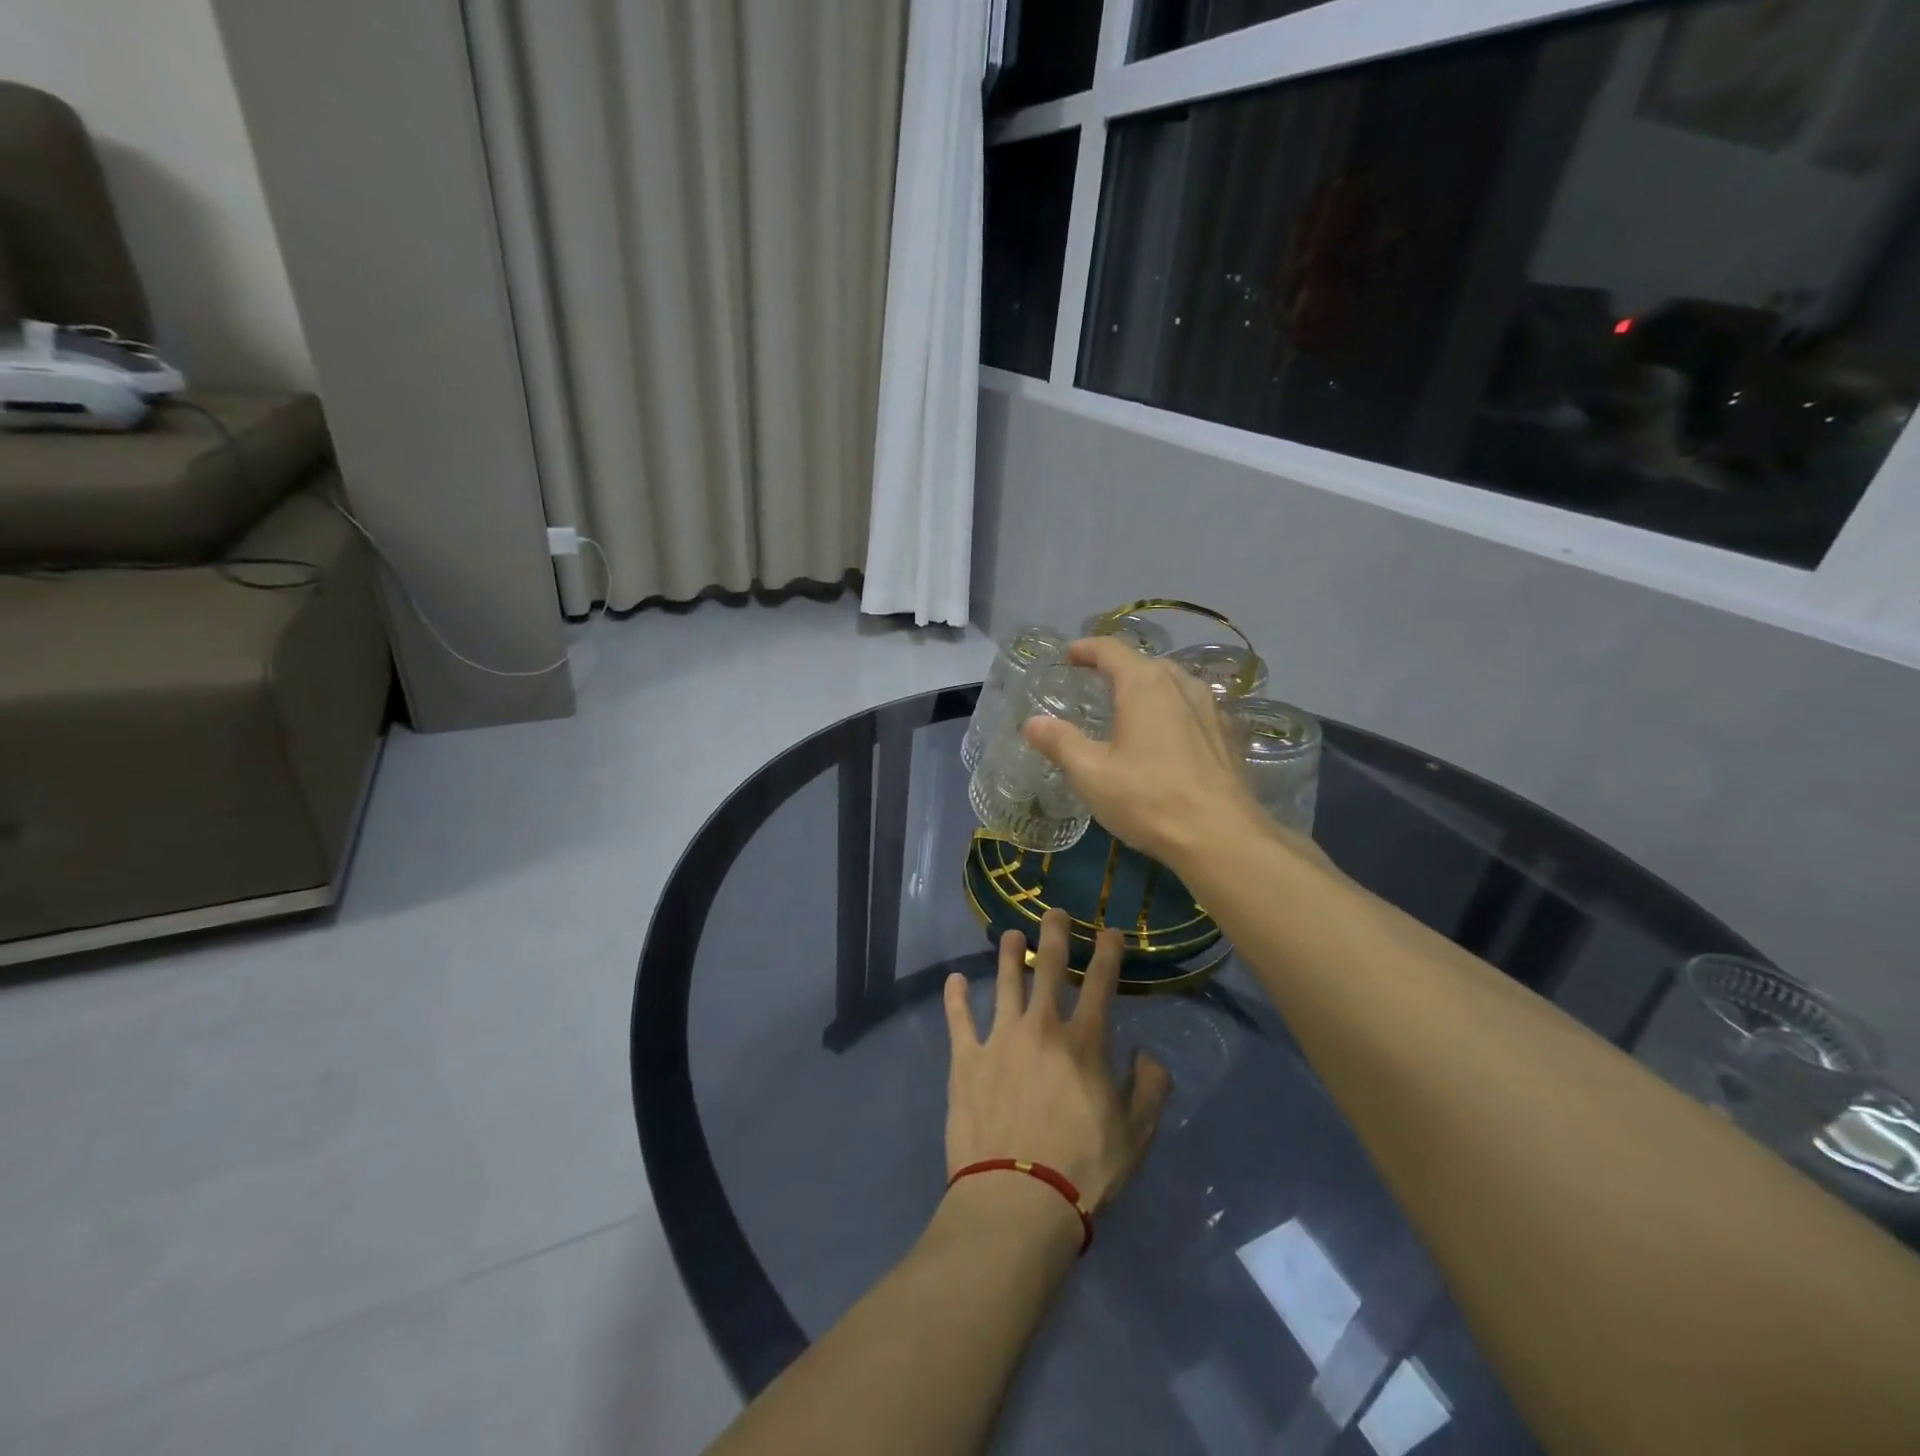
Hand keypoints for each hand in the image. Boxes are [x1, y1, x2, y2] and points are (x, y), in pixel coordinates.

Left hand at [943, 911, 1170, 1216]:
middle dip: (1054, 934)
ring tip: (1010, 935)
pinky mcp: (966, 1060)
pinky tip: (954, 980)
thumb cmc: (1084, 1169)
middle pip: (1048, 968)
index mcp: (1084, 1042)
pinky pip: (958, 1019)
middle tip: (1054, 911)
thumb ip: (1149, 1088)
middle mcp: (1042, 1027)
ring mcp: (1000, 1039)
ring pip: (1005, 983)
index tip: (1109, 931)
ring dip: (1009, 955)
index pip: (1100, 983)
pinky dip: (955, 997)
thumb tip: (1146, 1054)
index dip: (1106, 952)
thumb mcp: (1136, 1135)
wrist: (1018, 1200)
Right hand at [1022, 636, 1263, 870]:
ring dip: (1149, 689)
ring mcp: (1211, 709)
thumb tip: (1033, 722)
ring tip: (1130, 709)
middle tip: (1096, 684)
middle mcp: (1181, 685)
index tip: (1070, 655)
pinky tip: (1166, 738)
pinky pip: (1193, 709)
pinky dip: (1172, 711)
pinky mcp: (1228, 735)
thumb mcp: (1091, 774)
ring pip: (1174, 685)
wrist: (1222, 837)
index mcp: (1144, 685)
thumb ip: (1061, 743)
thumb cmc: (1149, 799)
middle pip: (1145, 663)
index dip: (1087, 648)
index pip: (1112, 650)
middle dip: (1118, 668)